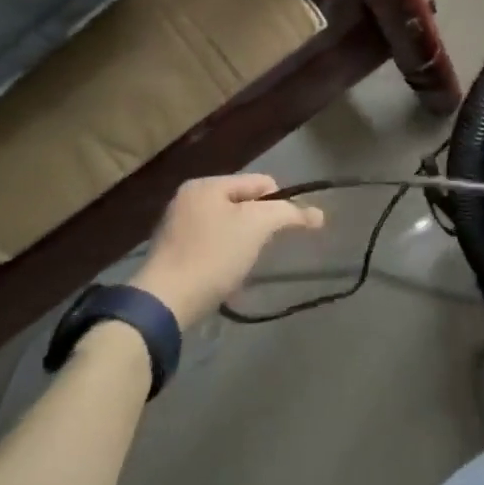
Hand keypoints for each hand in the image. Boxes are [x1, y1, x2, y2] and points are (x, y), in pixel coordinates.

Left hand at [134, 174, 323, 326]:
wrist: (165, 302)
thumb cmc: (214, 255)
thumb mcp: (258, 225)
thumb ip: (289, 213)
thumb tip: (318, 215)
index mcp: (207, 185)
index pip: (261, 182)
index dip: (281, 203)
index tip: (286, 231)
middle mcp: (189, 199)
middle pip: (244, 204)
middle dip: (260, 224)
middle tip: (263, 247)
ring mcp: (177, 226)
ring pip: (229, 225)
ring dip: (244, 241)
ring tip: (244, 263)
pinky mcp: (173, 253)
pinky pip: (212, 244)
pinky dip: (225, 255)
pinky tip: (226, 274)